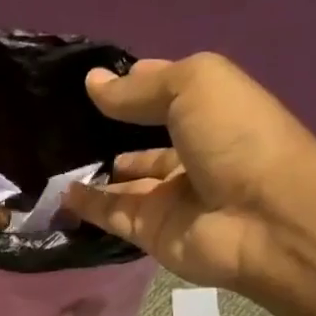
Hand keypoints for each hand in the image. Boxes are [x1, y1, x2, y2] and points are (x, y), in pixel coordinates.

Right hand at [66, 53, 315, 289]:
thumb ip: (139, 89)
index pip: (165, 96)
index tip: (92, 82)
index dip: (134, 86)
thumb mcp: (192, 86)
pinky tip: (61, 193)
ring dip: (94, 174)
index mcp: (210, 113)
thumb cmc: (235, 136)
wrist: (262, 216)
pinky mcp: (152, 233)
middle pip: (143, 144)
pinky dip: (88, 206)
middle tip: (64, 126)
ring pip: (125, 185)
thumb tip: (92, 83)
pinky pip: (113, 216)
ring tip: (53, 159)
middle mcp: (191, 155)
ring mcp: (171, 198)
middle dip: (110, 135)